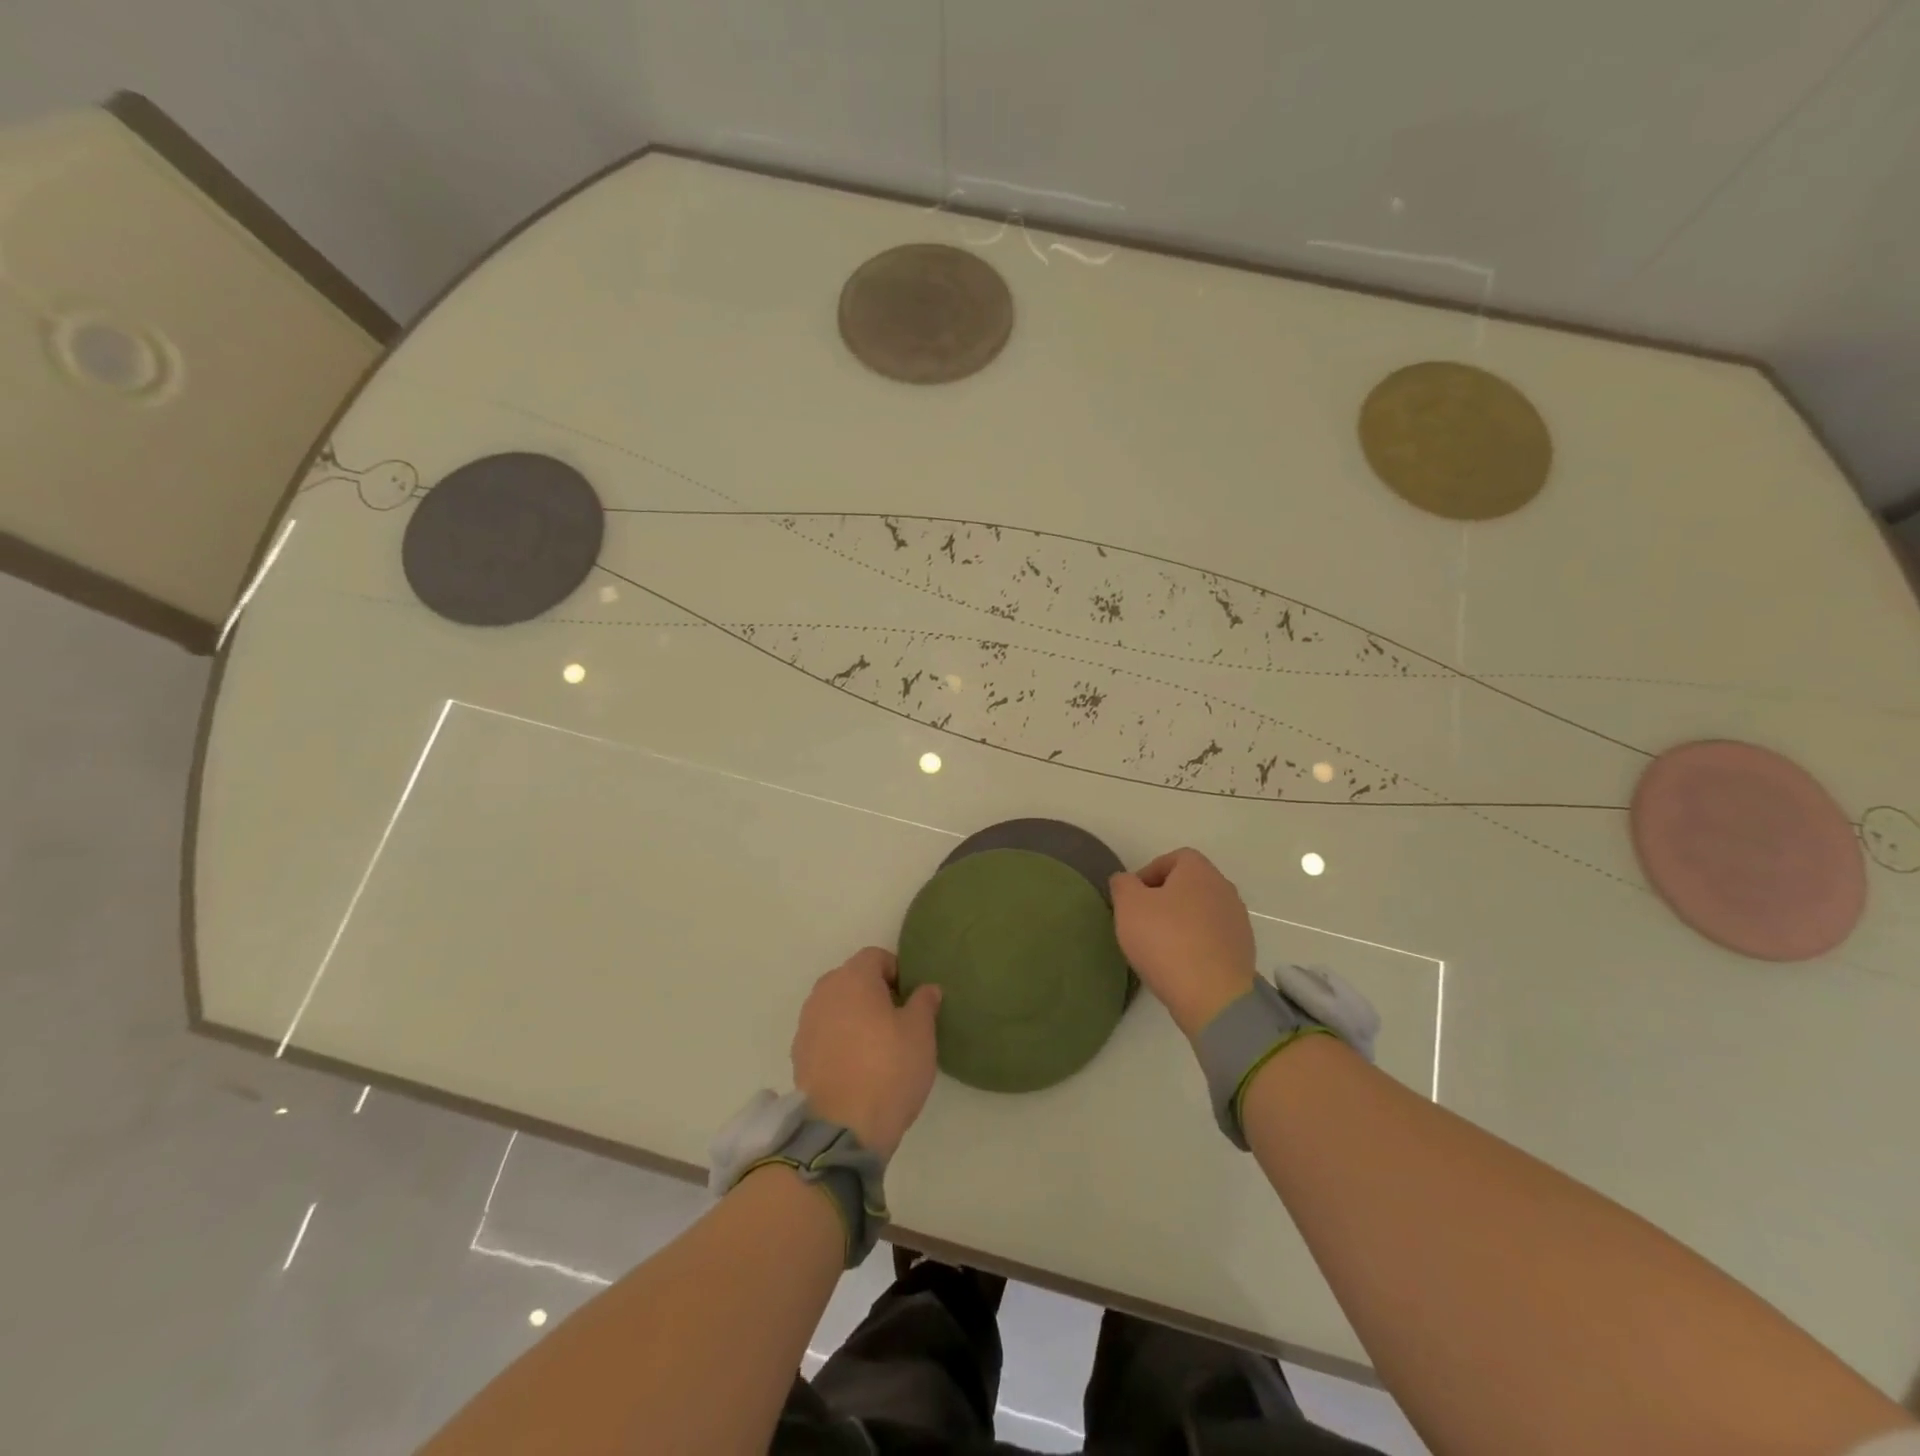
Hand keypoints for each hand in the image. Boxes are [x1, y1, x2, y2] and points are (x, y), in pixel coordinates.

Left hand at [792, 947, 941, 1159]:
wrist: (842, 1128)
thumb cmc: (888, 1069)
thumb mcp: (921, 1033)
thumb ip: (924, 1002)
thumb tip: (926, 988)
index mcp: (853, 978)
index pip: (876, 957)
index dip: (897, 972)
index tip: (911, 999)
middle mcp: (824, 992)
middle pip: (852, 979)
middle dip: (874, 993)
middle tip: (898, 1021)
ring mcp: (807, 1024)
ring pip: (836, 1007)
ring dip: (855, 1017)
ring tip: (877, 1047)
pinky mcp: (798, 1055)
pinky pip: (824, 1034)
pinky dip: (840, 1041)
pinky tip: (857, 1068)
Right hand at [1110, 848, 1257, 1039]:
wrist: (1213, 996)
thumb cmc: (1166, 940)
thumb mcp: (1128, 905)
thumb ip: (1122, 884)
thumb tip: (1126, 880)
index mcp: (1199, 871)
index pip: (1174, 858)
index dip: (1149, 873)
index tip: (1133, 898)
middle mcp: (1224, 889)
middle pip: (1189, 885)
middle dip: (1165, 898)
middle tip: (1142, 921)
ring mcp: (1238, 921)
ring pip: (1201, 912)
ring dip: (1181, 922)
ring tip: (1159, 946)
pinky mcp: (1243, 951)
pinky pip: (1212, 938)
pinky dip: (1196, 944)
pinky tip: (1180, 964)